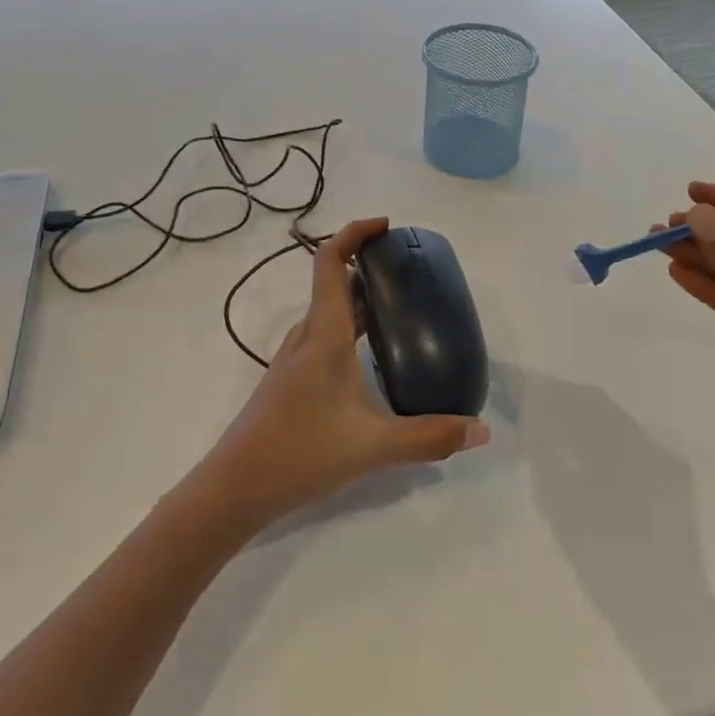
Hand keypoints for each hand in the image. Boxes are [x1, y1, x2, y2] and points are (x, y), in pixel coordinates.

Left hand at [195, 217, 488, 530]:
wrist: (234, 489)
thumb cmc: (300, 453)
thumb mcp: (373, 446)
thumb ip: (429, 437)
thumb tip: (480, 430)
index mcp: (324, 333)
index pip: (331, 261)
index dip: (354, 233)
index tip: (386, 226)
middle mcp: (307, 336)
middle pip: (333, 281)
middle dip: (367, 264)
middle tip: (408, 268)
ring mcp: (295, 358)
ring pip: (329, 311)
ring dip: (359, 297)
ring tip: (399, 305)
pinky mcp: (291, 380)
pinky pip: (324, 334)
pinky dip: (350, 325)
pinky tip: (371, 354)